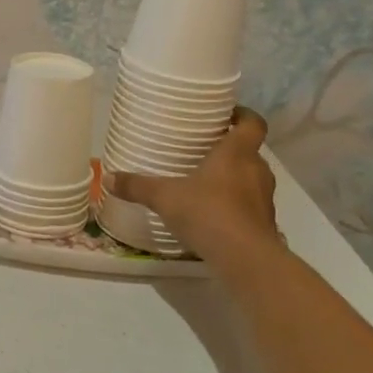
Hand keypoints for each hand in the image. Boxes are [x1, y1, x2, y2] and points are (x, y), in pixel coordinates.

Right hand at [110, 107, 281, 266]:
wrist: (245, 259)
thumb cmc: (208, 212)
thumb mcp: (164, 197)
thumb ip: (137, 186)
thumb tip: (107, 177)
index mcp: (237, 153)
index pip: (253, 124)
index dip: (244, 115)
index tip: (228, 113)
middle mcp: (257, 170)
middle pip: (250, 151)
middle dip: (231, 149)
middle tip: (205, 149)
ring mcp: (264, 199)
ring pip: (250, 178)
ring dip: (234, 177)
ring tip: (205, 181)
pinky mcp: (265, 223)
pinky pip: (249, 205)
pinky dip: (235, 204)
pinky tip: (212, 213)